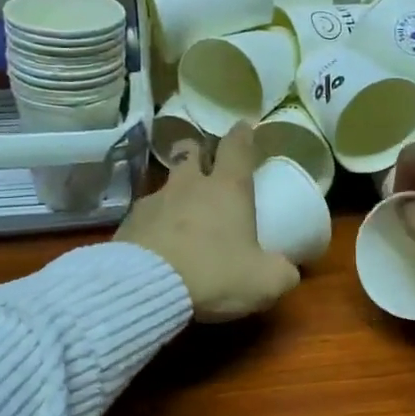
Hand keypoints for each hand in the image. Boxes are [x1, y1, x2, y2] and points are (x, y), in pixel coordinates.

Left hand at [117, 124, 300, 321]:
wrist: (146, 288)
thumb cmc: (215, 274)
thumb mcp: (264, 282)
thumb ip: (281, 273)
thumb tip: (287, 271)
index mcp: (227, 189)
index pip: (236, 147)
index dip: (241, 135)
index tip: (243, 127)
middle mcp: (188, 186)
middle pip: (189, 152)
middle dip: (197, 152)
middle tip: (203, 162)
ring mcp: (153, 202)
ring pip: (165, 185)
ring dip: (174, 194)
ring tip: (179, 216)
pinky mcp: (127, 225)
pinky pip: (143, 217)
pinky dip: (152, 225)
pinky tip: (155, 246)